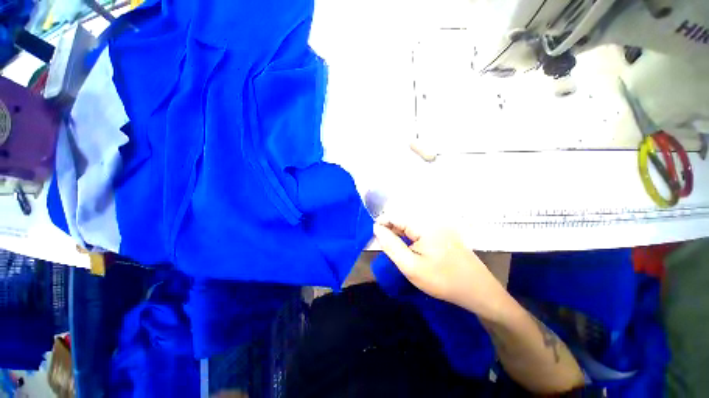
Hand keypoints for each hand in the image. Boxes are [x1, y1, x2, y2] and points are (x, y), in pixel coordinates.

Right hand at [373, 220, 510, 320]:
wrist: (478, 291)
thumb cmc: (442, 280)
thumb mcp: (411, 266)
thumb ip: (391, 245)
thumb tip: (376, 228)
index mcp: (424, 224)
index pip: (394, 215)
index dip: (382, 225)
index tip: (375, 239)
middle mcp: (432, 219)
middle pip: (403, 218)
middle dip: (391, 230)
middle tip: (385, 248)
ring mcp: (440, 225)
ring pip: (411, 224)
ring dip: (400, 234)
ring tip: (396, 250)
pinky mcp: (443, 232)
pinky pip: (421, 229)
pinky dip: (411, 237)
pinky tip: (411, 249)